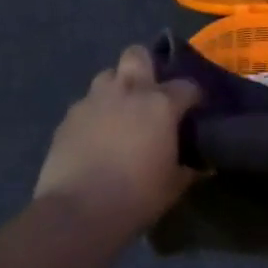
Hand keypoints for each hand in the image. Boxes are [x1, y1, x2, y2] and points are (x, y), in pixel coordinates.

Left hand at [34, 46, 200, 233]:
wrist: (77, 212)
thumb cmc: (136, 197)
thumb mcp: (173, 187)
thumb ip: (188, 168)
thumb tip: (199, 165)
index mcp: (160, 104)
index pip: (187, 86)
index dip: (193, 97)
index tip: (195, 110)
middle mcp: (128, 91)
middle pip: (137, 55)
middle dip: (145, 66)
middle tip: (149, 93)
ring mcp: (94, 100)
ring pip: (107, 76)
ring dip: (116, 89)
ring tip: (119, 113)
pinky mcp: (68, 117)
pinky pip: (86, 105)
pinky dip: (93, 115)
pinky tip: (94, 137)